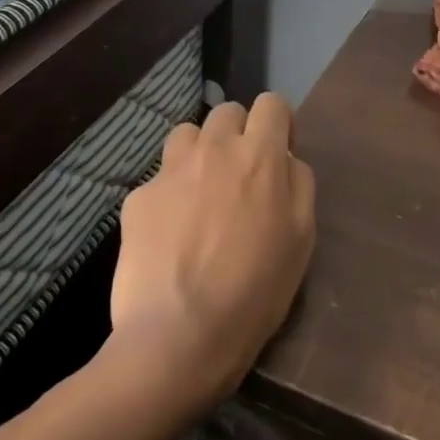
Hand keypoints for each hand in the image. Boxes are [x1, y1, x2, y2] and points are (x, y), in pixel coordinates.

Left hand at [109, 94, 315, 406]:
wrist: (178, 335)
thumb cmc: (255, 292)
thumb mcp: (302, 240)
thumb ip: (299, 185)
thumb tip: (286, 160)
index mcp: (259, 156)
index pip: (271, 103)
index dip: (278, 123)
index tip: (277, 151)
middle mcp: (214, 150)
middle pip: (227, 112)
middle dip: (238, 134)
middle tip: (239, 176)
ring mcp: (170, 170)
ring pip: (188, 134)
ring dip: (200, 153)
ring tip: (201, 193)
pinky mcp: (138, 196)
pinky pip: (160, 177)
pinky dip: (169, 192)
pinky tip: (170, 232)